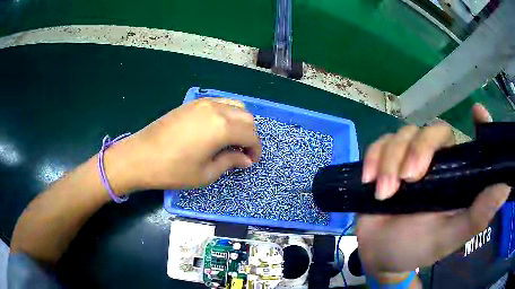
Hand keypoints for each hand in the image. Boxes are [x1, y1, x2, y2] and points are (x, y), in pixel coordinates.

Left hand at [108, 98, 261, 191]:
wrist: (141, 156)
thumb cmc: (173, 170)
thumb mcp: (206, 173)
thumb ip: (230, 161)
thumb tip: (245, 159)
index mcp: (222, 127)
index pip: (251, 134)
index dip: (255, 149)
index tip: (250, 161)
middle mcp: (216, 109)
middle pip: (246, 118)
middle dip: (250, 135)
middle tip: (242, 152)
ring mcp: (203, 103)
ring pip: (234, 107)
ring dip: (239, 123)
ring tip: (230, 140)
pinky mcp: (192, 103)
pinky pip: (219, 104)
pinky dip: (226, 115)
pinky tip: (216, 130)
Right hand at [356, 104, 509, 275]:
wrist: (379, 255)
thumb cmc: (417, 249)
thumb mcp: (449, 237)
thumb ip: (478, 215)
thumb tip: (506, 185)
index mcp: (457, 177)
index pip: (473, 142)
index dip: (479, 124)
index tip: (478, 112)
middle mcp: (438, 162)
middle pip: (433, 130)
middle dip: (418, 150)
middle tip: (407, 179)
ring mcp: (410, 159)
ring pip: (404, 134)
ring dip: (390, 160)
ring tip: (384, 193)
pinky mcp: (386, 161)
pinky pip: (380, 143)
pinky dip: (373, 157)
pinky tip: (369, 179)